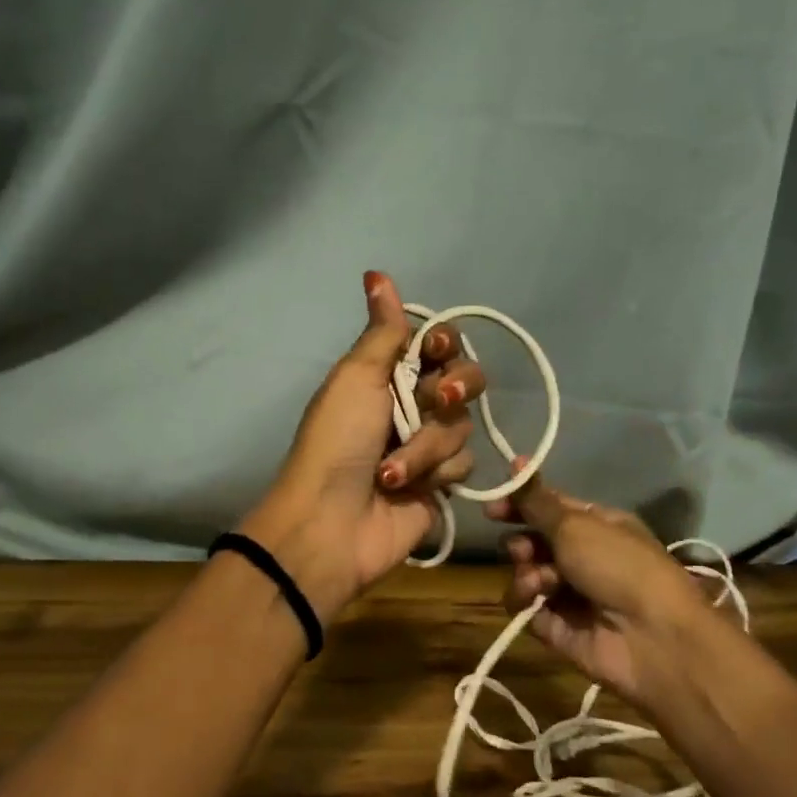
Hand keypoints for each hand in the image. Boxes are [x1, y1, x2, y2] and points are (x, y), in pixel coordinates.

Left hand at [242, 271, 485, 620]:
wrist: (332, 522)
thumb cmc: (338, 442)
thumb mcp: (356, 378)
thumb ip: (383, 331)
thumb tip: (377, 274)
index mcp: (387, 374)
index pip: (438, 344)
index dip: (444, 344)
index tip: (434, 349)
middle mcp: (412, 405)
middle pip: (464, 379)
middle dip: (453, 390)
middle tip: (435, 402)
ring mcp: (428, 446)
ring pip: (462, 426)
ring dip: (427, 446)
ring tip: (391, 470)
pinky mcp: (442, 483)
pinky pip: (464, 464)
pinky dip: (436, 474)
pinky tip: (409, 489)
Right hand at [483, 468, 727, 718]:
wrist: (651, 637)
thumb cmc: (619, 566)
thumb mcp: (576, 524)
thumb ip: (537, 501)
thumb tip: (516, 462)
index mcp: (598, 525)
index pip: (550, 508)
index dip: (521, 504)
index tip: (492, 508)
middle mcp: (585, 557)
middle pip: (535, 542)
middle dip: (521, 543)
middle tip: (522, 550)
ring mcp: (572, 595)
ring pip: (527, 575)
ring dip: (525, 573)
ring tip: (536, 581)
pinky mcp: (559, 628)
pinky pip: (528, 608)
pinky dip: (525, 602)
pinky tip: (534, 601)